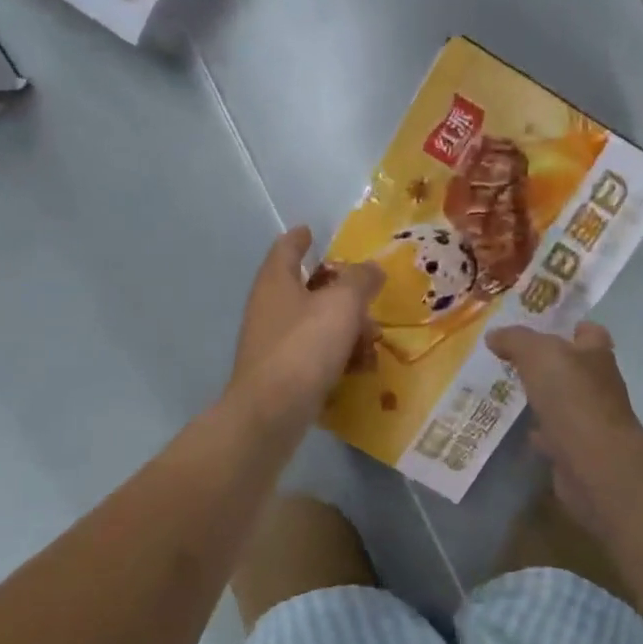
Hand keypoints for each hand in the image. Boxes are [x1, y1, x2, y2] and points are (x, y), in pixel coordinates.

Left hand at [230, 228, 382, 431]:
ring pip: (316, 325)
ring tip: (372, 343)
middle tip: (369, 300)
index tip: (310, 230)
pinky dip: (337, 357)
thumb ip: (360, 281)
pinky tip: (360, 370)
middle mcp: (269, 308)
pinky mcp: (281, 374)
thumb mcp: (342, 305)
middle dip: (342, 294)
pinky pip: (314, 355)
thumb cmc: (305, 348)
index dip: (300, 237)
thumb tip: (371, 268)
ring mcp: (273, 343)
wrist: (272, 413)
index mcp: (276, 281)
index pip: (287, 248)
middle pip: (308, 289)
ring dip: (346, 330)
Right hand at [485, 322, 642, 534]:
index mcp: (595, 355)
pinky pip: (555, 433)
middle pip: (574, 367)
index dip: (569, 328)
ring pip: (563, 401)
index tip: (541, 330)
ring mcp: (590, 419)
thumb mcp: (539, 355)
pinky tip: (519, 429)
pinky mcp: (578, 448)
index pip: (589, 332)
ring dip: (543, 398)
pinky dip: (539, 431)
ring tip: (509, 392)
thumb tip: (494, 335)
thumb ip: (516, 340)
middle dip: (549, 364)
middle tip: (513, 361)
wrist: (594, 463)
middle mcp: (598, 384)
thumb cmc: (572, 399)